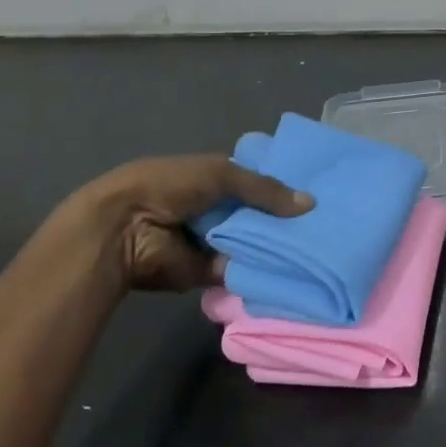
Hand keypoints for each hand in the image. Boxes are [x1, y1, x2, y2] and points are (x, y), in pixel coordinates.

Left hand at [56, 156, 311, 292]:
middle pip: (256, 213)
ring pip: (251, 242)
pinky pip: (239, 269)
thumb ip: (265, 189)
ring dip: (274, 245)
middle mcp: (214, 208)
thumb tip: (309, 204)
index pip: (255, 180)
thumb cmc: (169, 186)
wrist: (123, 229)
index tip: (316, 191)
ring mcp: (210, 241)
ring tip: (317, 246)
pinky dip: (258, 269)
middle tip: (323, 224)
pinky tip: (293, 268)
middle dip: (282, 218)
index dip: (281, 185)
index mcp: (213, 177)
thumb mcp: (222, 174)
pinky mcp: (206, 272)